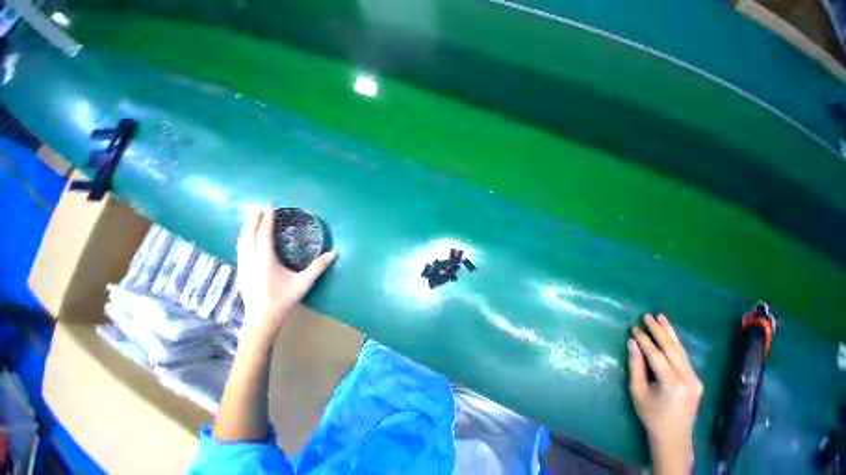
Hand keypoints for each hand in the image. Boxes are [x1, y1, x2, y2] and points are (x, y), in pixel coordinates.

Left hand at [235, 206, 336, 341]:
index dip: (267, 220)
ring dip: (247, 228)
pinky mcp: (241, 271)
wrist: (261, 319)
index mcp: (264, 259)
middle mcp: (250, 259)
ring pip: (241, 241)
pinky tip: (248, 240)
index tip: (270, 207)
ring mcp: (243, 265)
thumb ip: (318, 266)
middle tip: (260, 208)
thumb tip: (334, 253)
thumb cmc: (283, 299)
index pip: (264, 234)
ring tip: (253, 219)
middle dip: (254, 220)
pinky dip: (244, 238)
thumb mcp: (304, 282)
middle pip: (248, 234)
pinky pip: (240, 248)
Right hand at [628, 314, 702, 473]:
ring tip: (661, 317)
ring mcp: (695, 379)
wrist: (674, 437)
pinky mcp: (696, 380)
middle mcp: (688, 379)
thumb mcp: (638, 391)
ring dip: (670, 333)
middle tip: (647, 315)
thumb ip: (636, 366)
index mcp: (672, 384)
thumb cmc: (651, 416)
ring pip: (681, 351)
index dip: (644, 339)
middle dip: (659, 330)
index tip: (633, 326)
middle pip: (672, 349)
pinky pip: (684, 357)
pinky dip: (675, 343)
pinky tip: (670, 334)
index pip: (656, 355)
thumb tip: (632, 343)